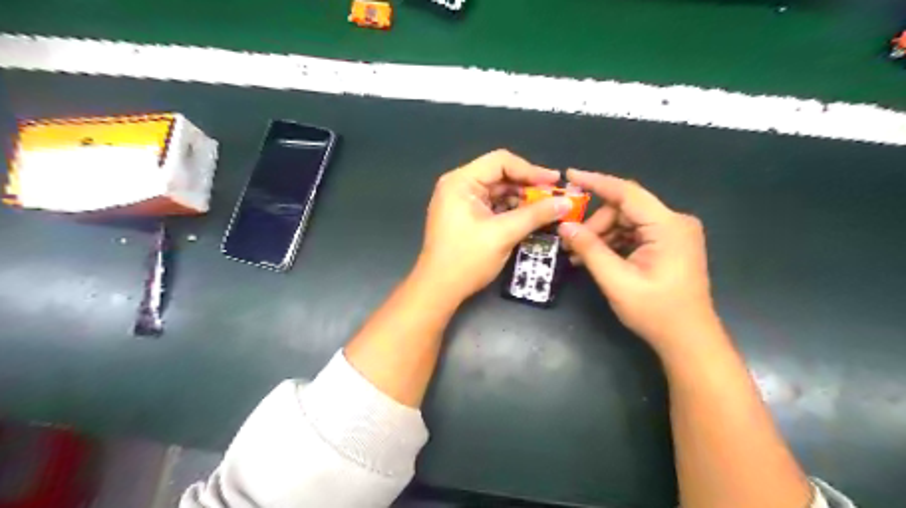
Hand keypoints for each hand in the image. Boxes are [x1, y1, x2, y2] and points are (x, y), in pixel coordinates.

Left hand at [418, 149, 572, 300]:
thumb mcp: (504, 234)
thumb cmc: (467, 260)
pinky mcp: (465, 217)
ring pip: (498, 192)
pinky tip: (529, 218)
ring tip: (547, 209)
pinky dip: (511, 211)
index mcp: (461, 182)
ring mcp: (460, 202)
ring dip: (522, 199)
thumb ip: (536, 215)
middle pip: (500, 175)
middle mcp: (458, 186)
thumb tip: (567, 203)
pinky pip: (492, 206)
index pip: (501, 162)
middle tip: (555, 197)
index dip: (530, 170)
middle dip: (528, 186)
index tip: (555, 182)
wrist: (438, 290)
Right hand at [561, 170, 722, 357]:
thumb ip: (590, 249)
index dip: (595, 182)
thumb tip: (564, 226)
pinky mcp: (669, 243)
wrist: (689, 340)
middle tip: (573, 244)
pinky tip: (597, 258)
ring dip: (602, 235)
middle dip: (596, 224)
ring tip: (580, 256)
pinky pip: (635, 233)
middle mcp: (675, 222)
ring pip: (627, 221)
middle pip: (624, 208)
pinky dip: (614, 242)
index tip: (569, 174)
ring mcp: (674, 233)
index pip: (626, 193)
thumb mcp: (616, 280)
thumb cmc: (655, 312)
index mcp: (668, 226)